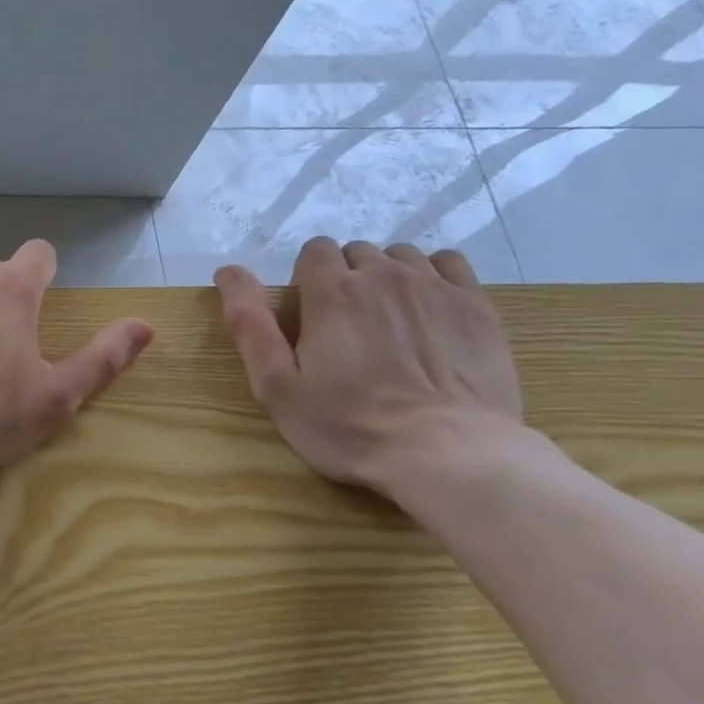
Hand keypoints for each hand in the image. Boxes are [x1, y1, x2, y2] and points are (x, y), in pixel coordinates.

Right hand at [215, 238, 523, 495]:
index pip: (314, 251)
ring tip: (388, 322)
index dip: (307, 280)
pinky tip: (428, 310)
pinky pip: (448, 264)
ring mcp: (435, 286)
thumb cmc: (348, 425)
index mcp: (331, 293)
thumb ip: (249, 324)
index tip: (310, 318)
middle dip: (346, 279)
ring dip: (387, 278)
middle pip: (356, 253)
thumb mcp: (277, 386)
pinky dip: (431, 276)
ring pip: (400, 256)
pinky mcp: (476, 305)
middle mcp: (382, 276)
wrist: (446, 452)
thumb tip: (228, 271)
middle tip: (347, 329)